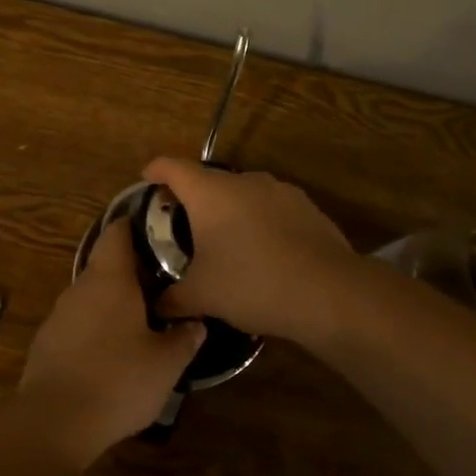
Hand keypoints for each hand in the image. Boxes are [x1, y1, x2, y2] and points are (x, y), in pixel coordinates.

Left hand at [17, 221, 204, 461]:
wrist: (54, 422)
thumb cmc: (118, 381)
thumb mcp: (166, 364)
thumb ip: (184, 339)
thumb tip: (196, 323)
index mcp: (109, 279)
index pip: (118, 233)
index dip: (137, 226)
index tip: (160, 230)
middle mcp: (80, 287)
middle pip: (106, 264)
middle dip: (133, 270)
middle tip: (164, 281)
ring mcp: (59, 314)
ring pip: (92, 295)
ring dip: (114, 301)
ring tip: (144, 317)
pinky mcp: (47, 341)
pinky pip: (78, 322)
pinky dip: (97, 326)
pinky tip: (113, 350)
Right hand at [141, 157, 355, 341]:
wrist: (328, 292)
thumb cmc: (251, 284)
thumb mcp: (202, 296)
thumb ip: (172, 299)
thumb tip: (156, 307)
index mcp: (210, 192)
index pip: (172, 167)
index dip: (155, 171)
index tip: (147, 181)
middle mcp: (244, 181)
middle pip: (209, 181)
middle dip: (194, 200)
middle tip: (183, 228)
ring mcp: (280, 191)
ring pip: (243, 195)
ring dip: (230, 212)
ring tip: (226, 244)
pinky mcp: (307, 207)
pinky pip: (271, 210)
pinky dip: (260, 223)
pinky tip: (263, 254)